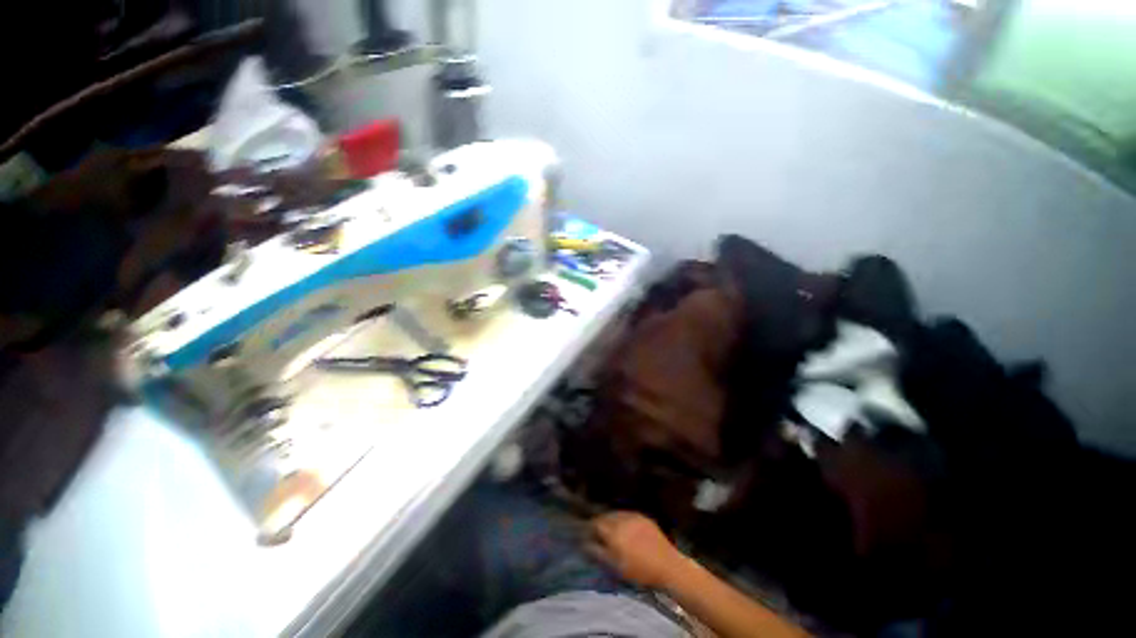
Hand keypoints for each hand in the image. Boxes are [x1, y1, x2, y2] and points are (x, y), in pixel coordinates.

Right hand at [590, 512, 683, 587]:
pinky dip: (622, 520)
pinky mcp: (643, 516)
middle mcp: (621, 519)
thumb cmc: (639, 570)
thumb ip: (598, 553)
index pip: (595, 523)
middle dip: (600, 523)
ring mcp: (633, 516)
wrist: (667, 565)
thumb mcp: (616, 566)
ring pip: (615, 514)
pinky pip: (627, 514)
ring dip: (610, 520)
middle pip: (605, 516)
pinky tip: (625, 530)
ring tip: (611, 532)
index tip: (587, 536)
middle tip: (599, 534)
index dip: (590, 529)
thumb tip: (584, 543)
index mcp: (613, 532)